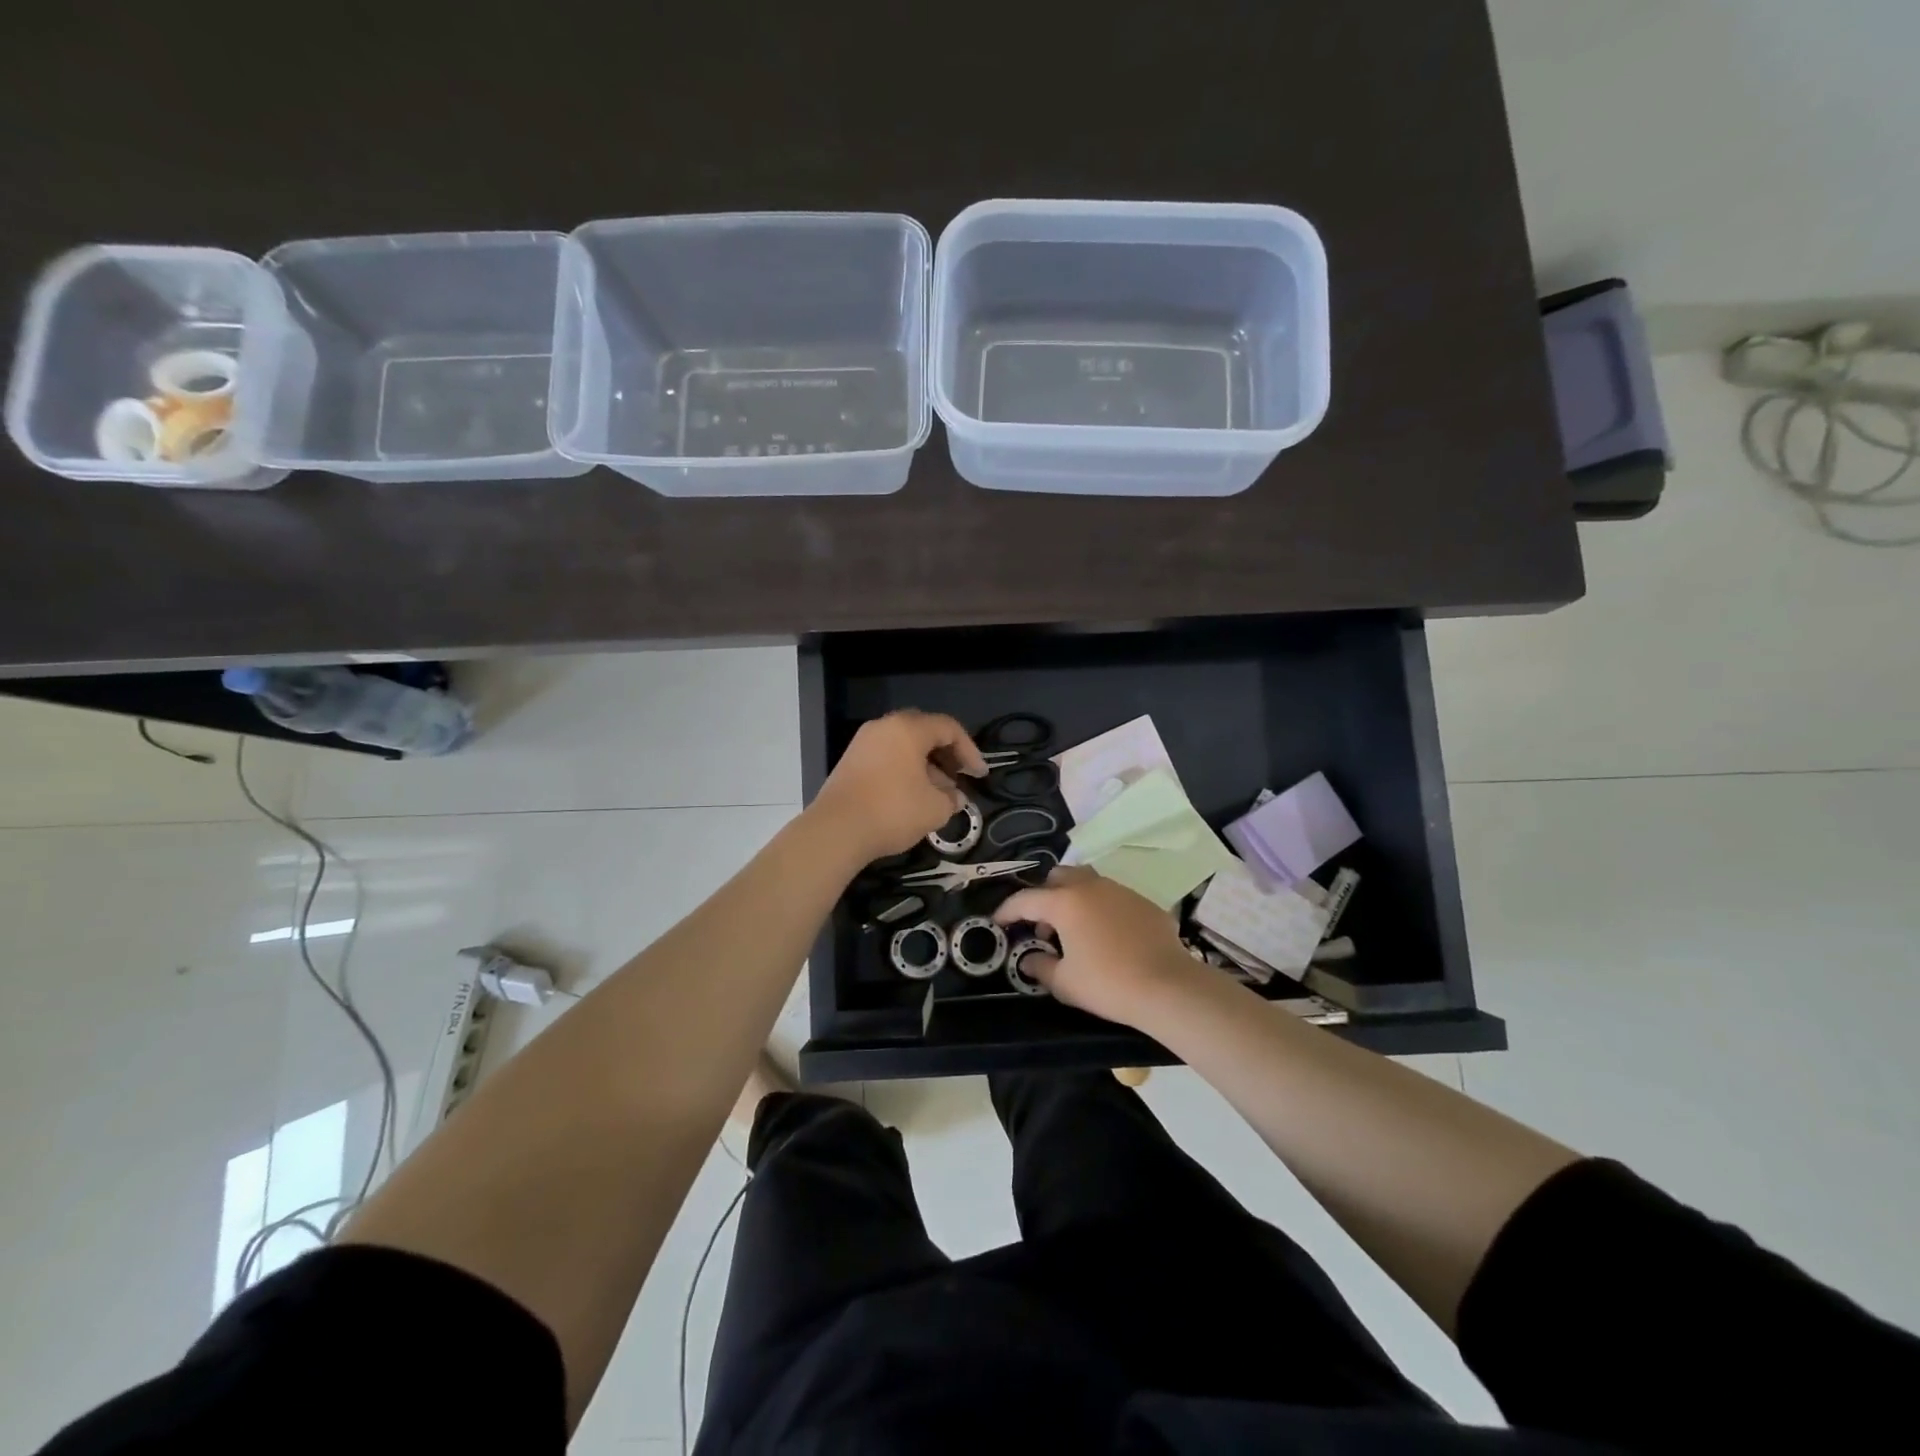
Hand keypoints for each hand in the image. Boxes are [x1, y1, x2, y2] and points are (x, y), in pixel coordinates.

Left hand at [810, 710, 988, 861]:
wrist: (836, 830)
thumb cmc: (893, 811)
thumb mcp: (935, 808)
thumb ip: (952, 798)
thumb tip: (955, 797)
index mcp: (908, 729)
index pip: (948, 728)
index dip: (970, 751)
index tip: (979, 775)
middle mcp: (884, 727)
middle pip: (924, 732)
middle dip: (946, 754)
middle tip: (959, 777)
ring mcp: (863, 743)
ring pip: (904, 745)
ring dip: (926, 764)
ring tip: (938, 793)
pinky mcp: (851, 761)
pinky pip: (887, 757)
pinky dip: (905, 770)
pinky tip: (913, 796)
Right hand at [993, 867, 1207, 1030]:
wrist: (1168, 987)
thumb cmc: (1108, 984)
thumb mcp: (1065, 983)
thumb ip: (1040, 967)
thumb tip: (1030, 960)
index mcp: (1065, 902)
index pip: (1026, 899)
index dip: (1007, 911)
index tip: (998, 922)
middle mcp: (1090, 886)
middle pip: (1058, 877)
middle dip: (1044, 896)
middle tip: (1043, 927)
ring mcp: (1120, 890)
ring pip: (1087, 882)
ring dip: (1073, 899)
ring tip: (1075, 930)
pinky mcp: (1143, 902)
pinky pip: (1112, 897)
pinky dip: (1100, 909)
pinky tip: (1107, 936)